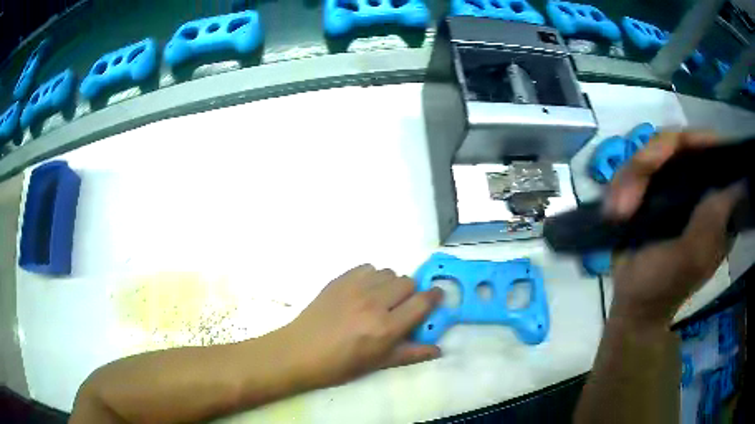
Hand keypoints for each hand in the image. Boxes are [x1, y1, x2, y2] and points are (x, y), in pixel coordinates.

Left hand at [280, 265, 442, 387]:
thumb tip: (439, 349)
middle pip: (408, 282)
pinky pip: (367, 267)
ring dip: (391, 284)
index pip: (422, 302)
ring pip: (388, 272)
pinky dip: (372, 276)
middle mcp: (374, 303)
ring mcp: (355, 288)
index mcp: (385, 328)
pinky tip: (363, 291)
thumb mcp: (377, 364)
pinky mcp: (339, 279)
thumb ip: (411, 354)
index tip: (436, 297)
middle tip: (401, 307)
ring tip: (381, 299)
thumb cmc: (339, 365)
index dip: (434, 297)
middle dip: (411, 293)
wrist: (299, 351)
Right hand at [604, 132, 742, 326]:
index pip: (710, 152)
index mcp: (715, 202)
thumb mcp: (694, 256)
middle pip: (676, 145)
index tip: (676, 148)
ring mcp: (672, 188)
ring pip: (650, 156)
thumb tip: (740, 181)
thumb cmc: (666, 285)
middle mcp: (696, 187)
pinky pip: (632, 172)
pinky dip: (619, 187)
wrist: (635, 304)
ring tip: (618, 211)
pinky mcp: (650, 192)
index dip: (695, 141)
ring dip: (630, 179)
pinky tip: (614, 209)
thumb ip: (713, 218)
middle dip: (650, 162)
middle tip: (632, 193)